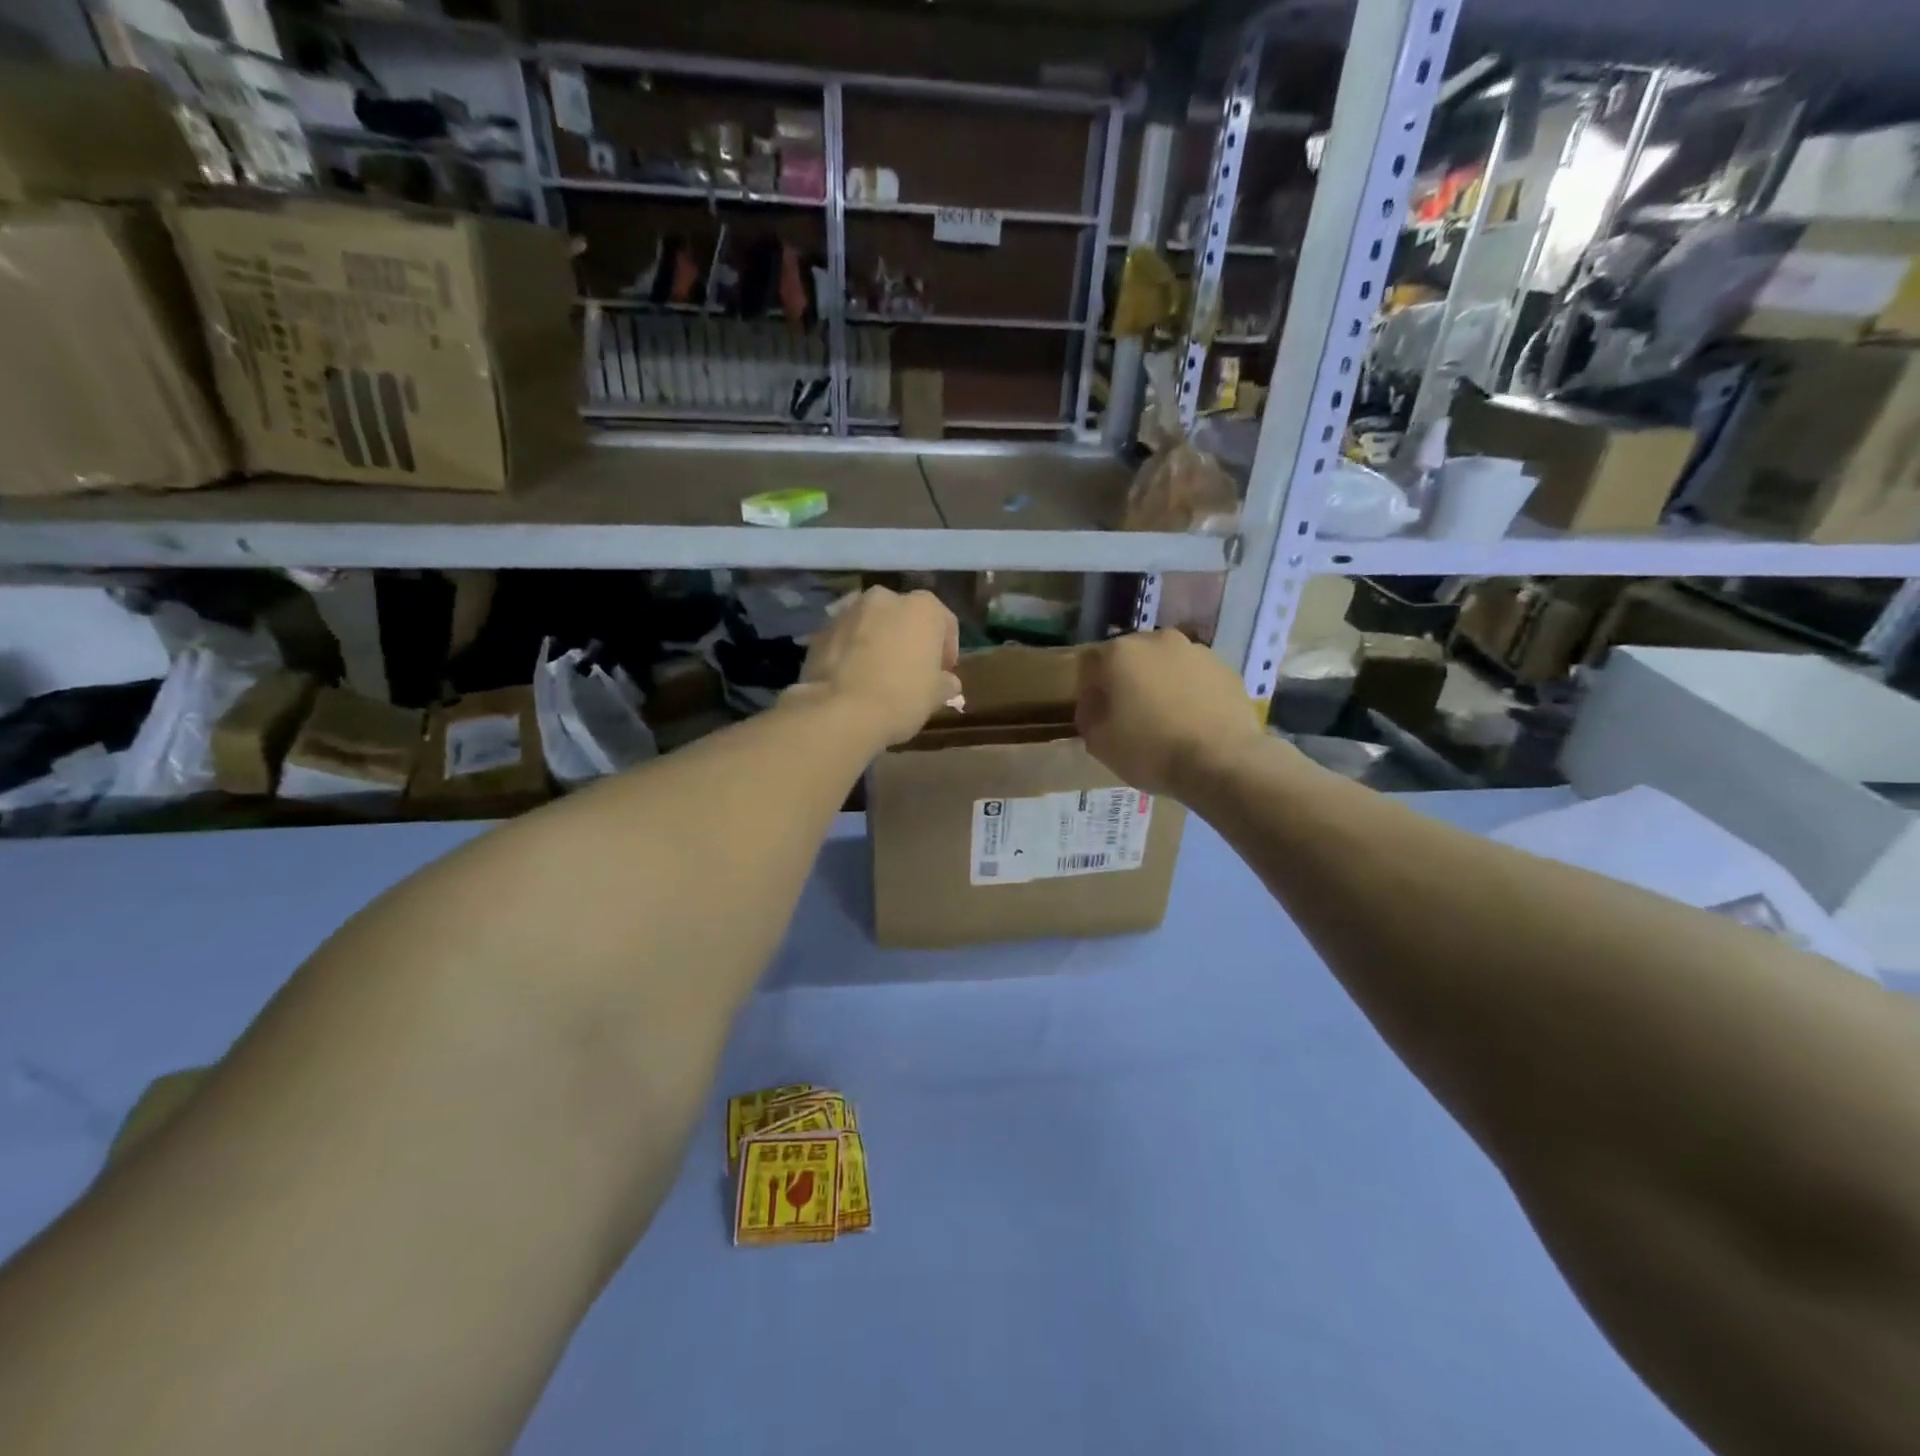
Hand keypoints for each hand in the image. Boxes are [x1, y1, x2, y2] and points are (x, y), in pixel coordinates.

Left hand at [795, 587, 960, 746]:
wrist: (841, 710)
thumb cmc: (902, 697)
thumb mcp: (935, 695)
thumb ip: (945, 682)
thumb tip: (948, 682)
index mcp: (922, 607)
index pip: (944, 622)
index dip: (947, 648)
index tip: (944, 672)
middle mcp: (885, 598)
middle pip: (905, 616)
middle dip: (909, 638)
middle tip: (910, 669)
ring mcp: (848, 610)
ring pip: (872, 623)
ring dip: (878, 640)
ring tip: (878, 672)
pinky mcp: (821, 629)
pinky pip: (846, 637)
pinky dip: (852, 650)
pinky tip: (853, 676)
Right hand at [1076, 630, 1266, 797]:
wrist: (1222, 762)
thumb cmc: (1150, 750)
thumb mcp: (1099, 742)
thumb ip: (1087, 713)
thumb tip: (1093, 701)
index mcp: (1120, 653)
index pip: (1091, 663)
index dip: (1090, 688)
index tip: (1096, 713)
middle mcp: (1158, 640)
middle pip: (1132, 658)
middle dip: (1127, 680)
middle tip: (1130, 715)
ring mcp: (1197, 651)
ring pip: (1167, 665)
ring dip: (1161, 683)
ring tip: (1166, 719)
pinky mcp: (1226, 669)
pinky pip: (1196, 678)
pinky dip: (1190, 692)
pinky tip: (1193, 721)